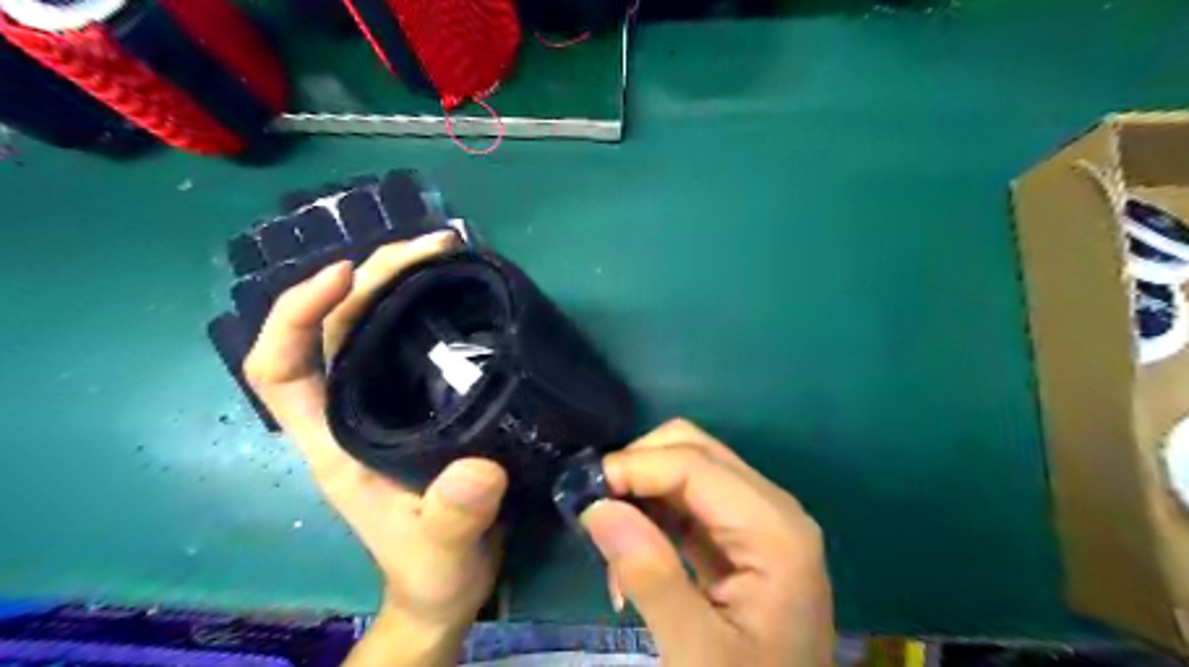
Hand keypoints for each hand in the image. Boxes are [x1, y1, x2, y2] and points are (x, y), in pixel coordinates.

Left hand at [241, 232, 504, 664]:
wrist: (449, 583)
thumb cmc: (433, 570)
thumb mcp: (443, 550)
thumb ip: (453, 518)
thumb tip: (477, 471)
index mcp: (333, 441)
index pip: (279, 366)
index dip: (294, 313)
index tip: (344, 275)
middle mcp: (348, 411)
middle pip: (332, 327)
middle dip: (369, 277)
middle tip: (429, 247)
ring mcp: (384, 403)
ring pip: (370, 326)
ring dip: (398, 282)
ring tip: (444, 253)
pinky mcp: (421, 401)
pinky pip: (410, 341)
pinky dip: (426, 307)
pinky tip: (458, 291)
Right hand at [582, 422, 829, 665]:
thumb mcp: (698, 652)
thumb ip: (651, 576)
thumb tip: (596, 507)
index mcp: (774, 530)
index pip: (694, 465)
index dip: (634, 467)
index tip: (582, 493)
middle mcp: (772, 507)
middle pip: (694, 450)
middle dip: (638, 468)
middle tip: (594, 511)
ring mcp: (759, 518)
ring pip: (689, 467)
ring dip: (642, 489)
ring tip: (609, 540)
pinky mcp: (742, 535)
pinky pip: (690, 499)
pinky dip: (654, 510)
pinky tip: (632, 548)